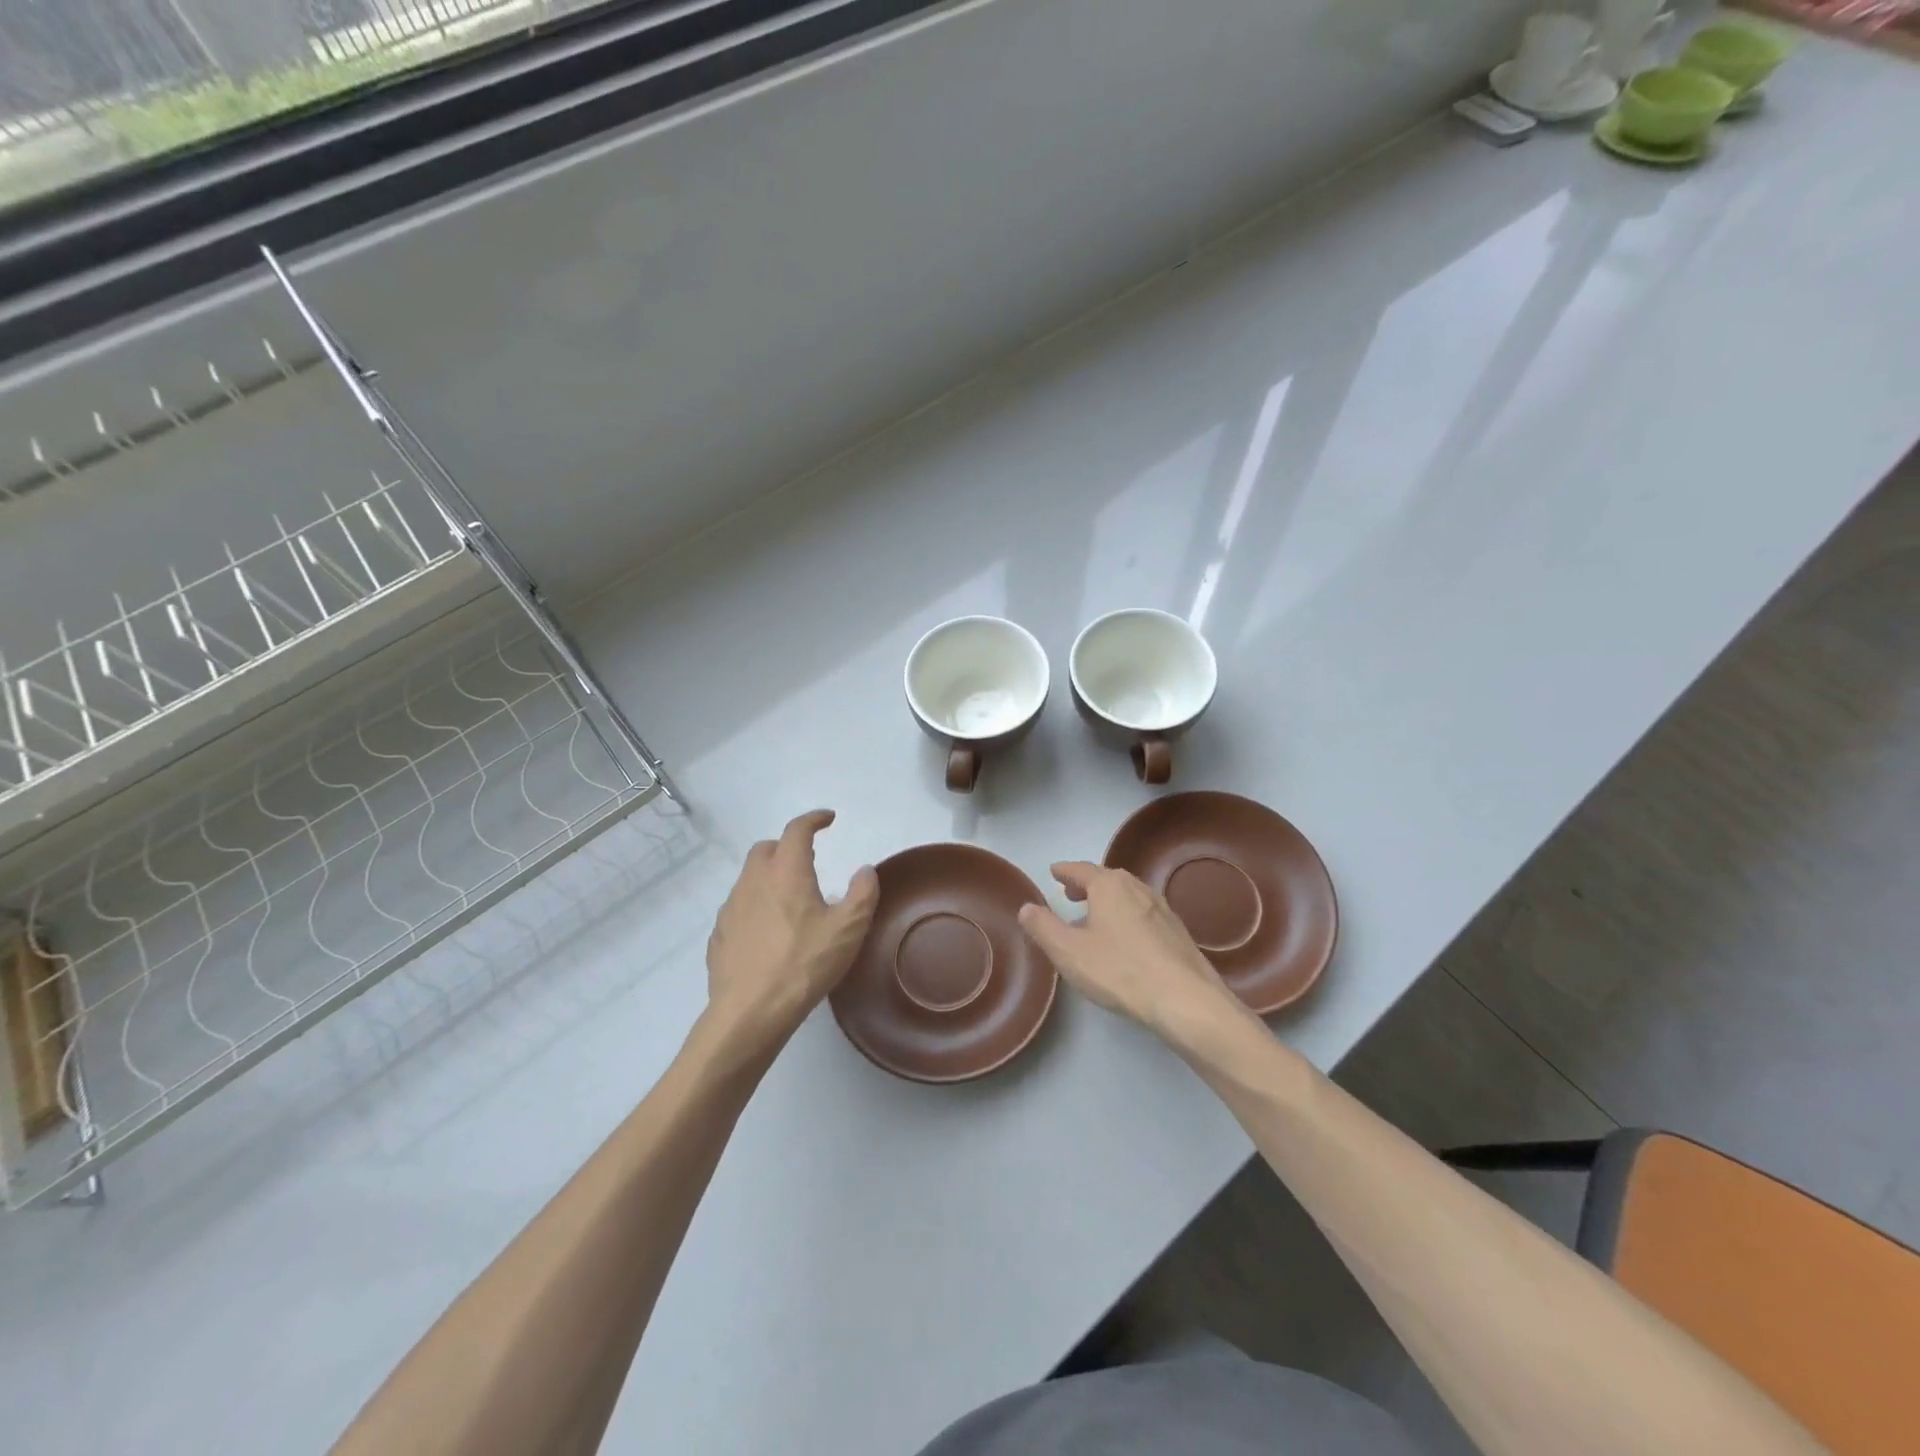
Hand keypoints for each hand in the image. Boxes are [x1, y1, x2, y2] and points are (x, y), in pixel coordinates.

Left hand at [705, 810, 878, 1054]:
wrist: (750, 1012)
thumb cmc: (804, 964)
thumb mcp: (848, 929)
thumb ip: (862, 893)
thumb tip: (864, 870)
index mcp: (786, 872)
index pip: (797, 830)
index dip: (814, 819)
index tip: (828, 819)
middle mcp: (753, 881)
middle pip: (767, 849)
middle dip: (787, 847)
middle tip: (808, 861)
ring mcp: (731, 908)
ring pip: (750, 878)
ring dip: (770, 878)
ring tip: (792, 901)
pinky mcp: (719, 936)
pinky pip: (739, 909)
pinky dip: (756, 907)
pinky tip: (769, 932)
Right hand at [1017, 862, 1249, 1048]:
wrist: (1185, 999)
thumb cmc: (1120, 970)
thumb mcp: (1068, 951)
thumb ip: (1043, 927)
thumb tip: (1026, 907)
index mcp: (1109, 886)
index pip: (1081, 869)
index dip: (1065, 871)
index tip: (1054, 871)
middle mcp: (1137, 888)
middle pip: (1107, 878)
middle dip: (1087, 884)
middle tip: (1071, 893)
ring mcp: (1162, 909)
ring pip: (1127, 896)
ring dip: (1108, 901)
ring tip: (1094, 917)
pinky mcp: (1177, 932)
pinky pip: (1143, 913)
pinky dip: (1126, 916)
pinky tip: (1124, 940)